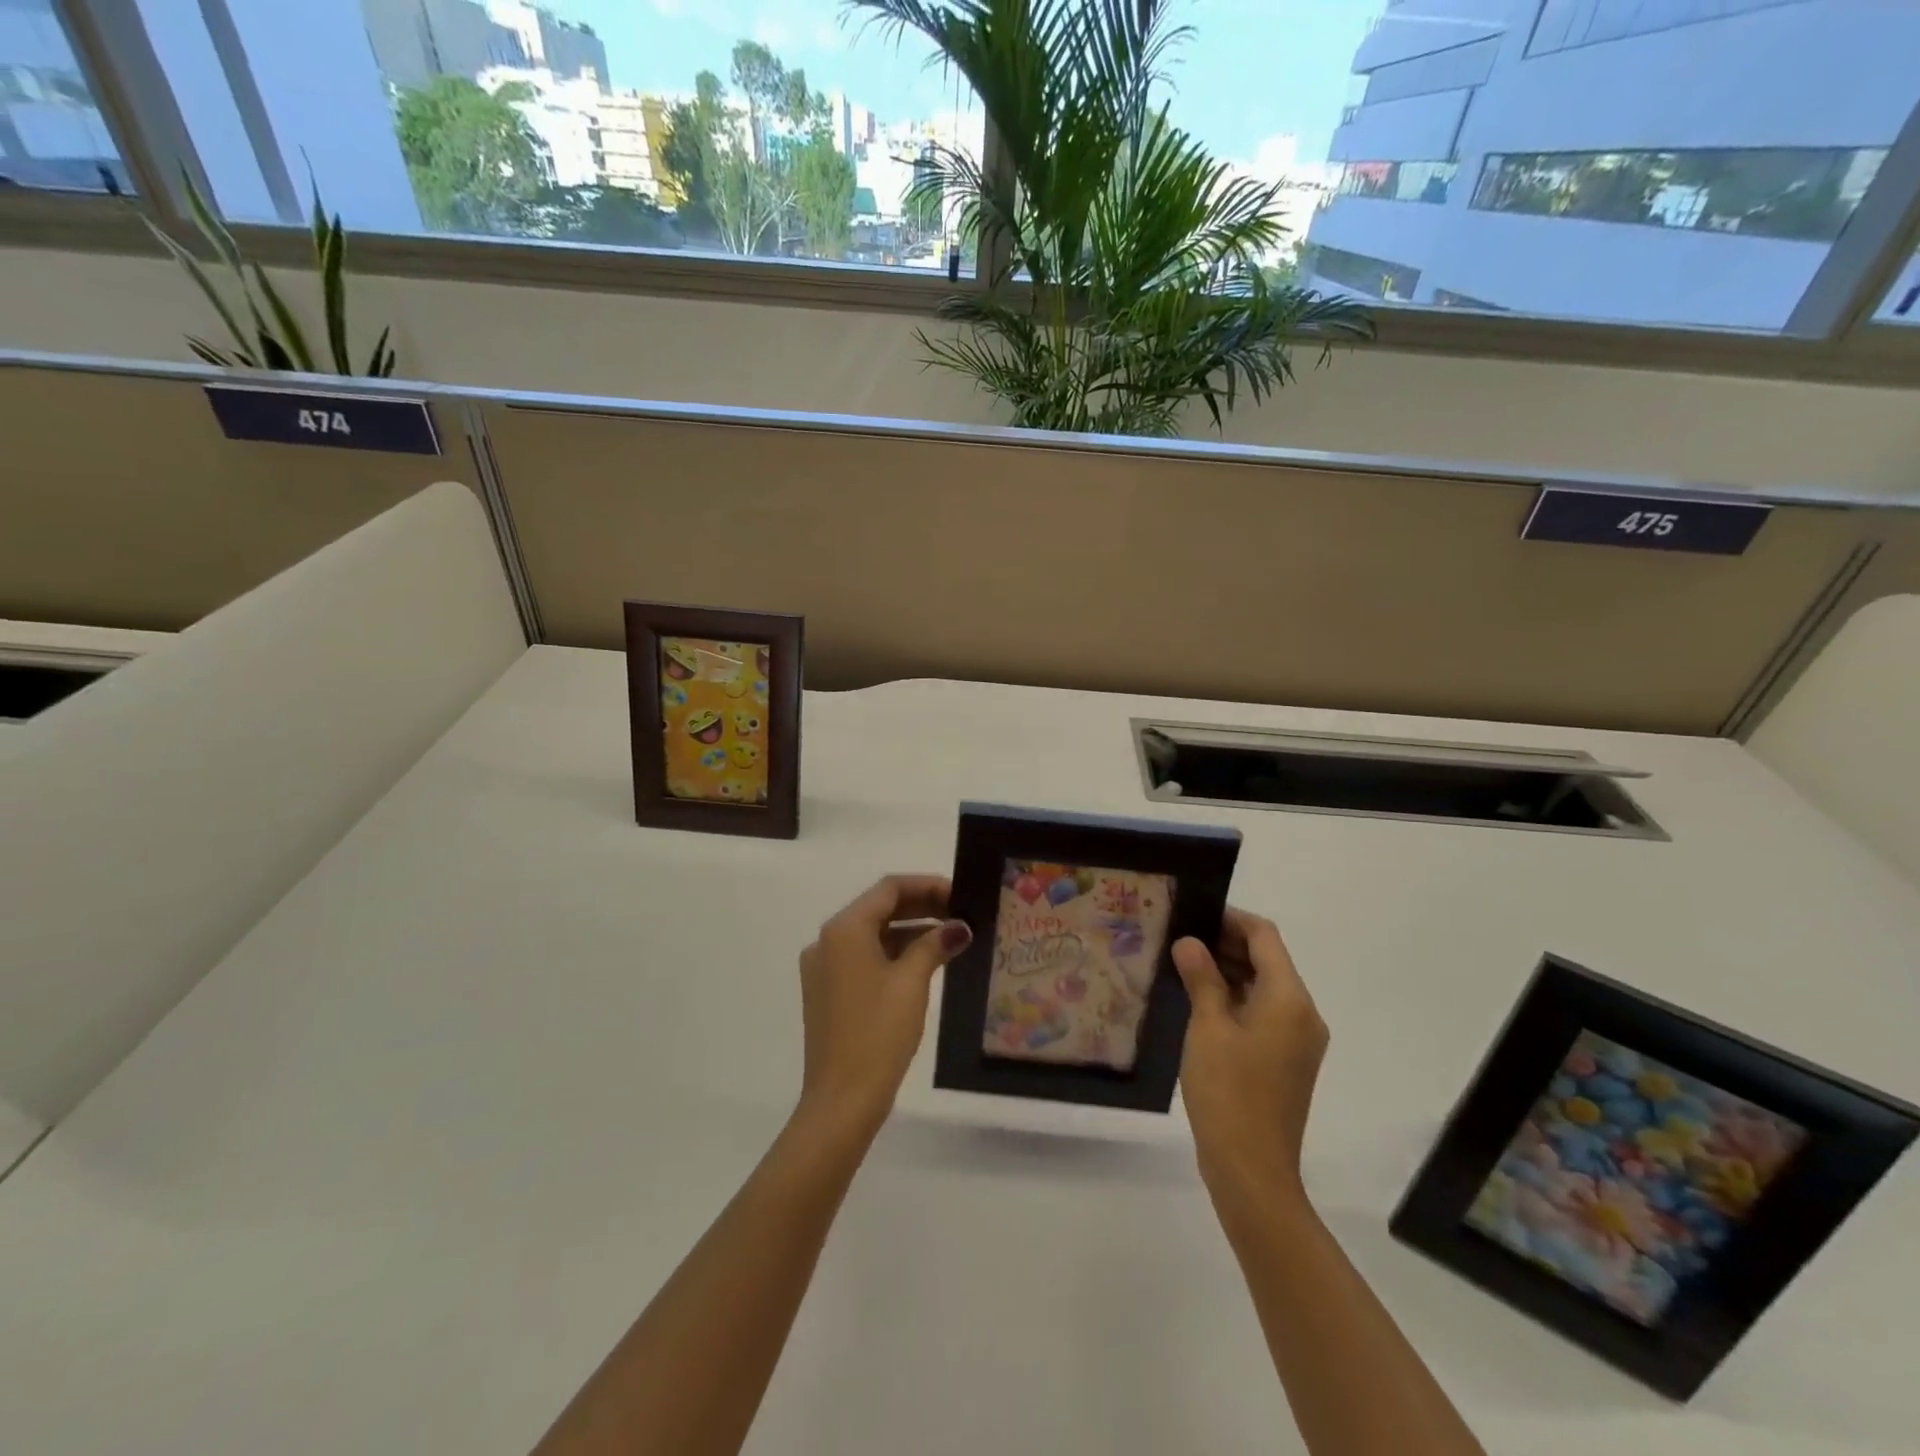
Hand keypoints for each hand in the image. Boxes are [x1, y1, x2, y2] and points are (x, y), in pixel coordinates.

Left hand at [795, 875, 972, 1138]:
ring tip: (951, 936)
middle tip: (961, 913)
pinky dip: (894, 953)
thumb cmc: (878, 1033)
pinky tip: (926, 961)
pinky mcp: (828, 991)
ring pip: (873, 933)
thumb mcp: (912, 982)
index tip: (960, 894)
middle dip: (921, 907)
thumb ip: (934, 944)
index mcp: (844, 929)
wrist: (841, 1099)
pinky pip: (864, 957)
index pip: (889, 889)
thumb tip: (958, 927)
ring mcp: (824, 967)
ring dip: (910, 930)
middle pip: (879, 908)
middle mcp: (828, 940)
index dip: (927, 886)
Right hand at [1173, 908, 1327, 1208]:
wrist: (1252, 1170)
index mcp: (1290, 999)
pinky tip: (1200, 1002)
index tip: (1193, 914)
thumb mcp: (1207, 1027)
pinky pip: (1264, 1013)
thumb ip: (1201, 978)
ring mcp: (1298, 1040)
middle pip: (1268, 960)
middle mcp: (1303, 1014)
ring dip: (1229, 972)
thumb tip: (1190, 942)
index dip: (1230, 919)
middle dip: (1226, 944)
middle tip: (1180, 940)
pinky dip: (1236, 999)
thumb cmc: (1228, 1091)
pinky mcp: (1287, 1060)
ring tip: (1183, 967)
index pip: (1264, 937)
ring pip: (1265, 987)